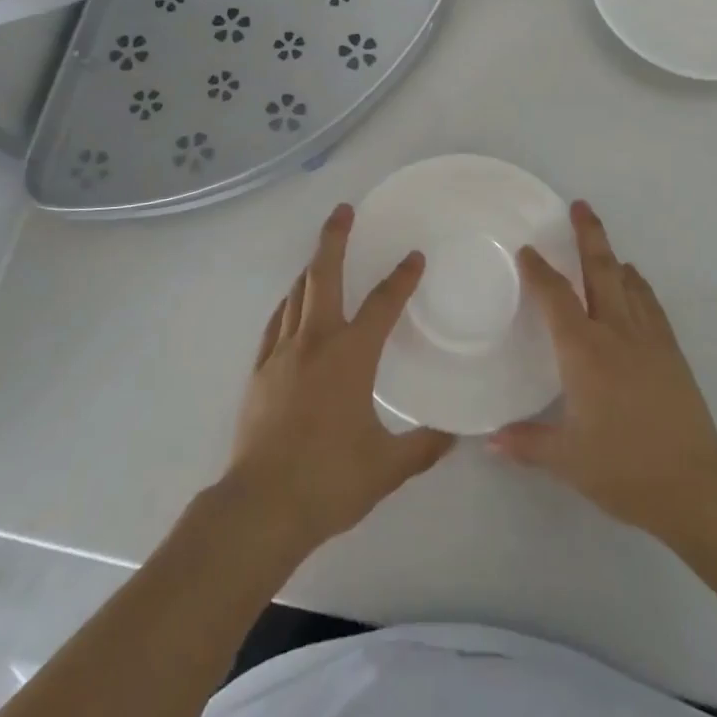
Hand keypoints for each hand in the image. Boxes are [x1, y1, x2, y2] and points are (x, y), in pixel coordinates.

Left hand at [223, 204, 454, 555]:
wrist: (260, 507)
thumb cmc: (328, 481)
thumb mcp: (387, 467)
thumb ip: (424, 446)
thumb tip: (457, 435)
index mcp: (351, 356)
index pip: (383, 304)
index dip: (402, 277)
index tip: (414, 257)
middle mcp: (315, 341)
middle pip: (324, 275)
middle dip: (335, 238)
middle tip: (344, 210)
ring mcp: (282, 353)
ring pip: (297, 294)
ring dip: (312, 268)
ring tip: (323, 255)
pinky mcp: (260, 371)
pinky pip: (276, 323)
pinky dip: (288, 304)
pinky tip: (292, 305)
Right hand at [490, 201, 716, 544]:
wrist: (696, 484)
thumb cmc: (624, 468)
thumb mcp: (567, 460)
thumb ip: (526, 444)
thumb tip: (488, 441)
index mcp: (584, 351)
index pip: (556, 297)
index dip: (539, 271)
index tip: (527, 250)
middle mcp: (615, 332)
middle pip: (601, 270)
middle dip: (588, 235)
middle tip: (580, 206)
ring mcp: (648, 339)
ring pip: (628, 282)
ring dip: (613, 256)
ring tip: (602, 241)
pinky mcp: (671, 352)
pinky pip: (651, 304)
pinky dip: (639, 285)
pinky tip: (635, 283)